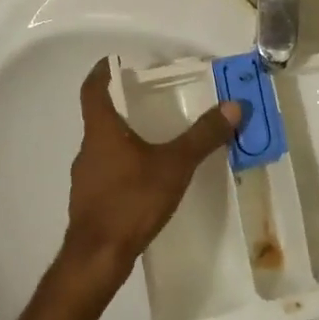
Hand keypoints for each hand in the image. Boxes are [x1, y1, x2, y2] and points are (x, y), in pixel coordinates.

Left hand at [63, 58, 240, 284]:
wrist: (97, 258)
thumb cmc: (131, 201)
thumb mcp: (174, 165)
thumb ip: (203, 136)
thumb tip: (233, 105)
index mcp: (101, 131)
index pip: (92, 89)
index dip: (102, 71)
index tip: (116, 61)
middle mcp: (88, 149)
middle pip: (100, 117)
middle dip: (123, 106)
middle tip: (151, 99)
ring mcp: (85, 178)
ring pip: (104, 147)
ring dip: (124, 138)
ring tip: (155, 139)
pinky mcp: (90, 203)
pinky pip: (107, 173)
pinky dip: (124, 167)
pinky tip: (147, 180)